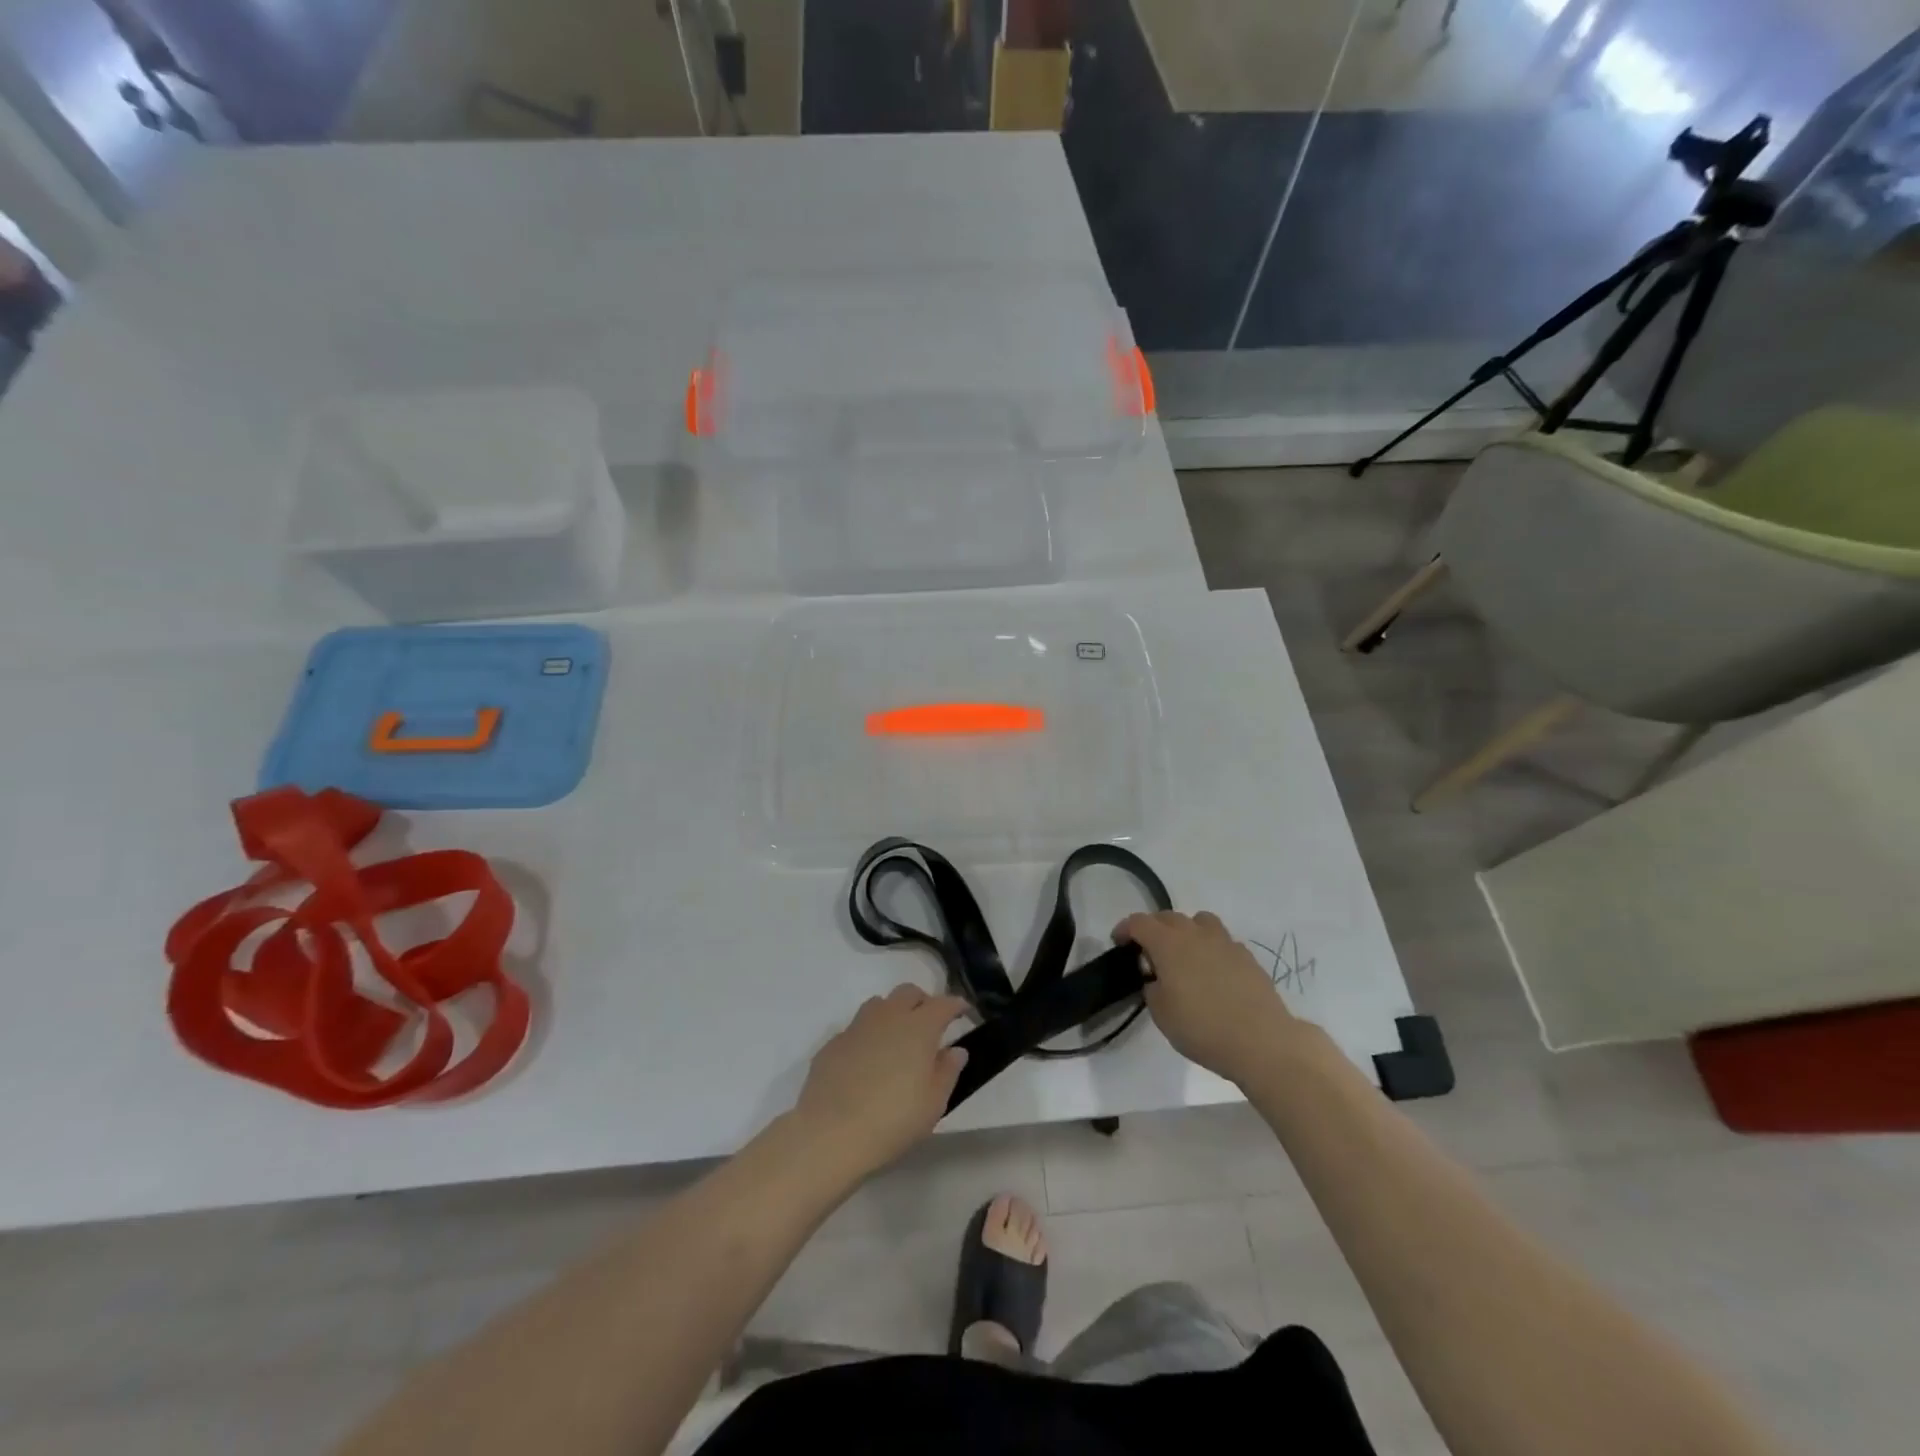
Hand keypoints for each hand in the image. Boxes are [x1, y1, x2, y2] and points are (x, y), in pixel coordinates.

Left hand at [792, 984, 968, 1179]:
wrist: (830, 1133)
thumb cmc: (893, 1120)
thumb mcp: (933, 1104)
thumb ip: (948, 1071)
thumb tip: (956, 1050)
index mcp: (919, 1027)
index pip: (943, 1004)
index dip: (956, 1005)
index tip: (963, 1011)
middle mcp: (888, 1017)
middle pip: (909, 992)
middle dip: (923, 1001)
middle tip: (931, 1024)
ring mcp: (857, 1027)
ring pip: (880, 1004)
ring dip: (893, 1012)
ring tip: (897, 1038)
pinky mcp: (833, 1043)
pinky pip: (857, 1028)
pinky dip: (868, 1035)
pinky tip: (867, 1061)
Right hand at [1117, 910, 1298, 1085]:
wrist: (1261, 1041)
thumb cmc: (1202, 1028)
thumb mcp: (1161, 1013)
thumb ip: (1152, 987)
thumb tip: (1158, 978)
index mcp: (1168, 943)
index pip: (1139, 922)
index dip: (1125, 929)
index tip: (1119, 943)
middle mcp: (1195, 933)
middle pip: (1168, 917)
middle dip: (1153, 928)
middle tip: (1148, 952)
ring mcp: (1225, 942)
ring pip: (1199, 921)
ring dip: (1186, 931)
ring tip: (1184, 955)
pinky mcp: (1247, 956)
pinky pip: (1221, 941)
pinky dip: (1210, 948)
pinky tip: (1212, 972)